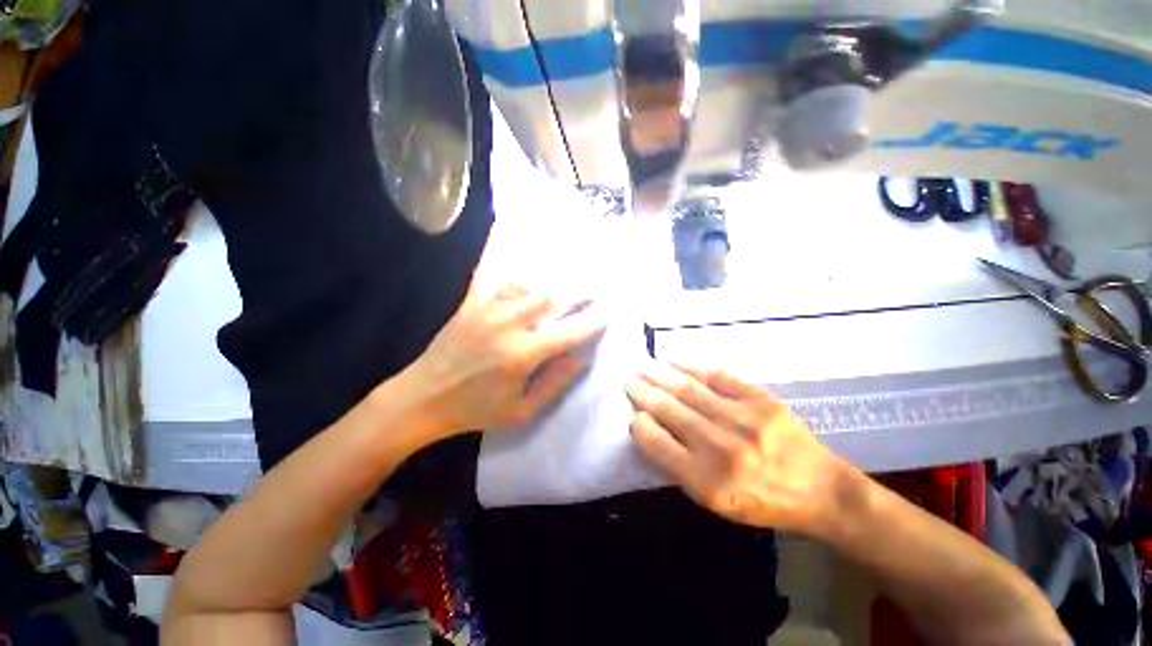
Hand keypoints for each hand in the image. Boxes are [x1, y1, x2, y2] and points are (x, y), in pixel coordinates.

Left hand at [403, 281, 606, 438]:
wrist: (421, 399)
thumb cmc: (475, 411)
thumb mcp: (520, 411)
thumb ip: (554, 383)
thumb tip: (582, 359)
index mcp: (522, 354)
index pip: (569, 332)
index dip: (592, 322)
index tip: (610, 312)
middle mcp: (508, 324)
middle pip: (552, 298)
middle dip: (578, 292)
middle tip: (595, 289)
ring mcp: (487, 309)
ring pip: (527, 283)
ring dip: (551, 280)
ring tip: (567, 278)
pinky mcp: (470, 304)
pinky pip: (493, 277)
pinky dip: (512, 269)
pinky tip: (520, 256)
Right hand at [626, 362, 843, 534]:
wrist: (821, 490)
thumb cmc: (762, 501)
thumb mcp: (715, 501)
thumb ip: (679, 468)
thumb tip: (650, 429)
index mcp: (707, 481)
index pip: (658, 444)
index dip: (640, 424)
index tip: (632, 412)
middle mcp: (721, 447)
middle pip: (670, 411)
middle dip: (644, 392)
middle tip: (628, 378)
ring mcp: (742, 419)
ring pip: (689, 389)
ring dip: (661, 374)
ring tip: (643, 365)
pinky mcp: (760, 400)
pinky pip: (718, 376)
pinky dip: (692, 366)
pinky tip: (674, 360)